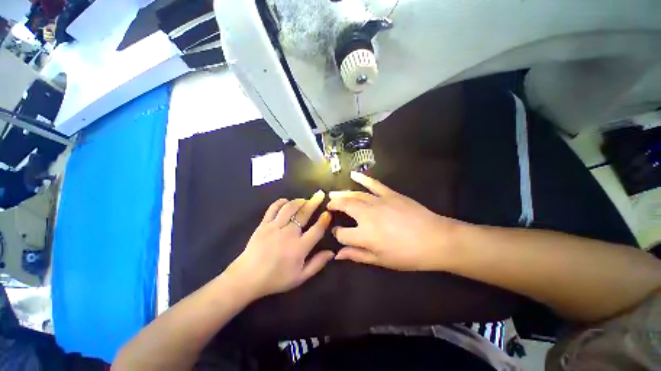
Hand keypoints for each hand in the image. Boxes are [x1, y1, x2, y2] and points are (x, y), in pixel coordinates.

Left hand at [227, 191, 333, 298]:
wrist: (247, 278)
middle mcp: (289, 234)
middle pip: (304, 213)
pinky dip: (280, 202)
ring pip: (289, 208)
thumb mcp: (300, 277)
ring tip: (305, 199)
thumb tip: (332, 252)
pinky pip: (273, 209)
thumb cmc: (276, 278)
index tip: (328, 213)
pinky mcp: (263, 224)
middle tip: (320, 194)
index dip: (324, 220)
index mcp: (299, 247)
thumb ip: (317, 264)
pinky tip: (286, 201)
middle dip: (314, 202)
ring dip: (299, 201)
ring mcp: (275, 227)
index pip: (316, 229)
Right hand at [327, 172, 462, 270]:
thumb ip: (357, 255)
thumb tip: (338, 255)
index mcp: (364, 235)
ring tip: (333, 194)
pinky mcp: (389, 193)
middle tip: (329, 206)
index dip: (338, 234)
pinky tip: (353, 174)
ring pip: (354, 195)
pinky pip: (373, 183)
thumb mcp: (380, 260)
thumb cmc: (407, 255)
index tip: (338, 234)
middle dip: (334, 206)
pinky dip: (362, 178)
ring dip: (341, 194)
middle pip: (344, 206)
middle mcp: (366, 215)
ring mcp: (378, 201)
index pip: (342, 233)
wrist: (435, 239)